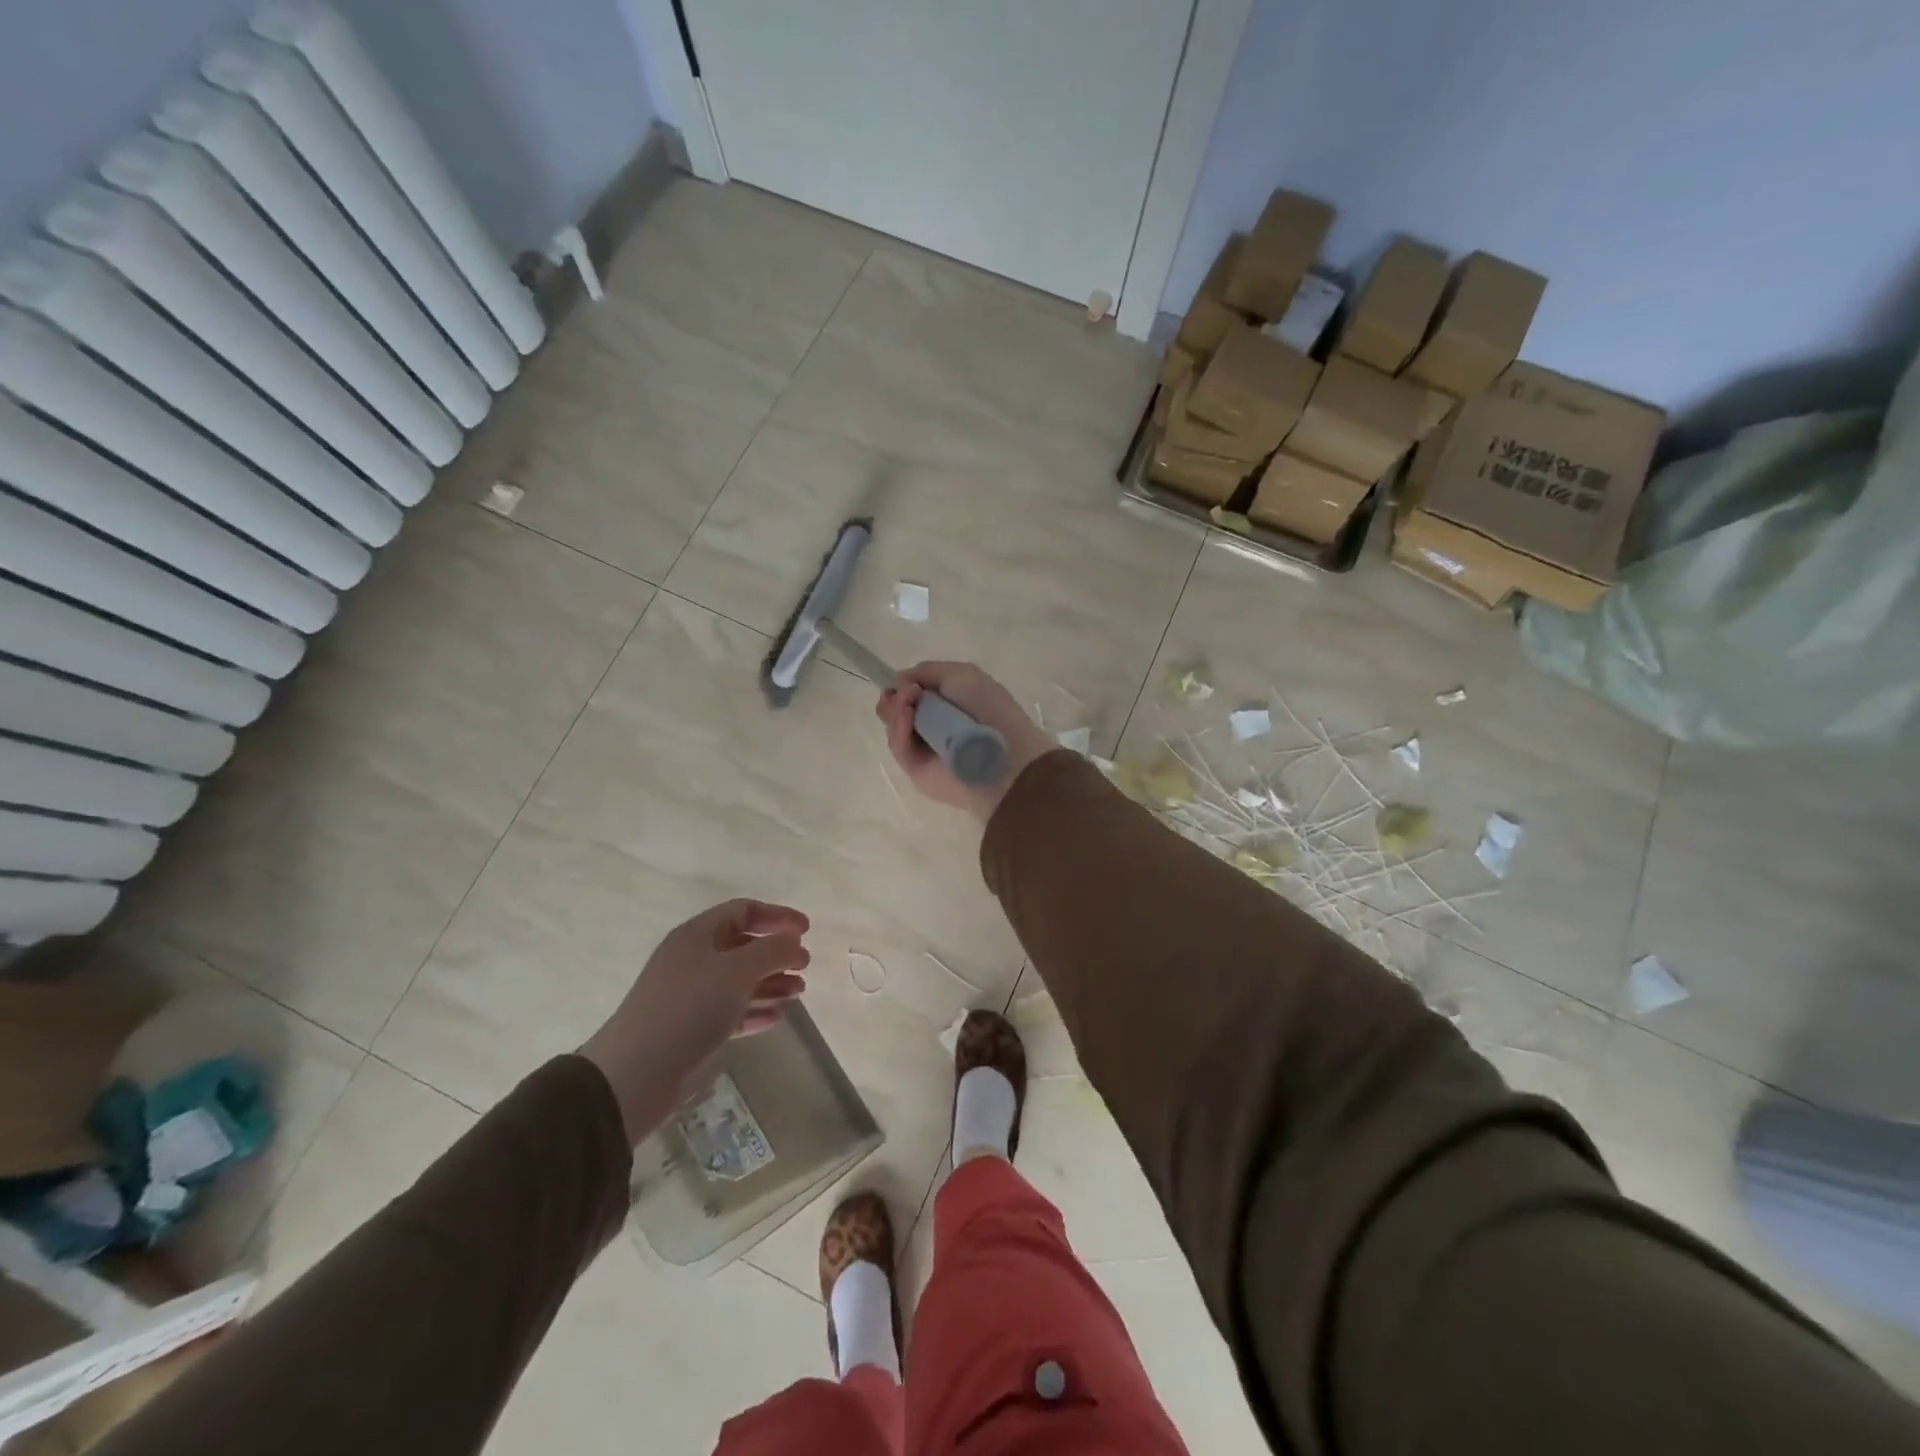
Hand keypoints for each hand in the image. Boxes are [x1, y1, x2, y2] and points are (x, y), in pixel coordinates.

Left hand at [580, 899, 810, 1142]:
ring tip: (798, 993)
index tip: (807, 931)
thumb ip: (772, 950)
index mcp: (698, 935)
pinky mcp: (693, 1028)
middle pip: (744, 946)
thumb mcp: (738, 971)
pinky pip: (732, 1010)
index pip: (743, 911)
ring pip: (740, 980)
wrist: (637, 1073)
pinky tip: (777, 1017)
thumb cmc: (689, 1008)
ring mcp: (692, 995)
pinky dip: (756, 1010)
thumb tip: (794, 942)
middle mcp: (694, 959)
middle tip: (805, 966)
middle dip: (777, 953)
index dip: (777, 916)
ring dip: (772, 982)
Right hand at [875, 661, 1056, 819]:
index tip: (901, 682)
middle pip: (895, 709)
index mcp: (947, 702)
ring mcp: (923, 748)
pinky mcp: (916, 770)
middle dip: (894, 698)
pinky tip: (906, 717)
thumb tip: (900, 680)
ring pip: (893, 726)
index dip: (901, 685)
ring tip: (908, 704)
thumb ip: (928, 671)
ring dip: (895, 710)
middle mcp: (932, 724)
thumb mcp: (963, 675)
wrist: (1004, 755)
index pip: (911, 693)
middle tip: (906, 695)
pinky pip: (899, 747)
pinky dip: (899, 729)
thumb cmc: (989, 709)